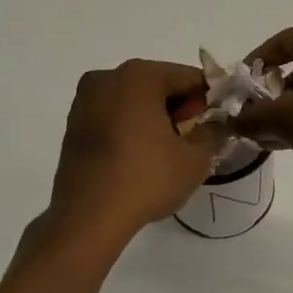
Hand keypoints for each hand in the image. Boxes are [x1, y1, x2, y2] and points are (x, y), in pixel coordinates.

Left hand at [46, 60, 225, 244]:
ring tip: (168, 151)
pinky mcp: (73, 125)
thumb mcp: (195, 159)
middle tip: (195, 138)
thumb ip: (213, 133)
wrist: (88, 217)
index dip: (210, 98)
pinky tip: (141, 156)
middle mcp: (107, 78)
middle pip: (158, 84)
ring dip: (154, 117)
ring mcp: (84, 101)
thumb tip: (217, 124)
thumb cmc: (146, 179)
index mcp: (139, 76)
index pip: (188, 77)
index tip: (219, 121)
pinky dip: (131, 127)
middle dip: (179, 107)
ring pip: (133, 100)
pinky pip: (113, 116)